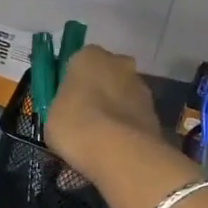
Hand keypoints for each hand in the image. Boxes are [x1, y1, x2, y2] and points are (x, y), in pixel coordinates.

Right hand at [45, 45, 163, 177]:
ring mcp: (141, 87)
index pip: (79, 63)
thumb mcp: (52, 115)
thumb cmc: (76, 125)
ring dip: (116, 109)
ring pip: (124, 95)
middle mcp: (119, 63)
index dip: (74, 84)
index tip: (68, 103)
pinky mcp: (155, 112)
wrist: (119, 151)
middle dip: (100, 92)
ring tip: (102, 138)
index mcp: (89, 56)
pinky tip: (118, 147)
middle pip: (107, 75)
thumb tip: (71, 111)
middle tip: (86, 118)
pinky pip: (135, 116)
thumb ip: (64, 106)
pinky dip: (128, 127)